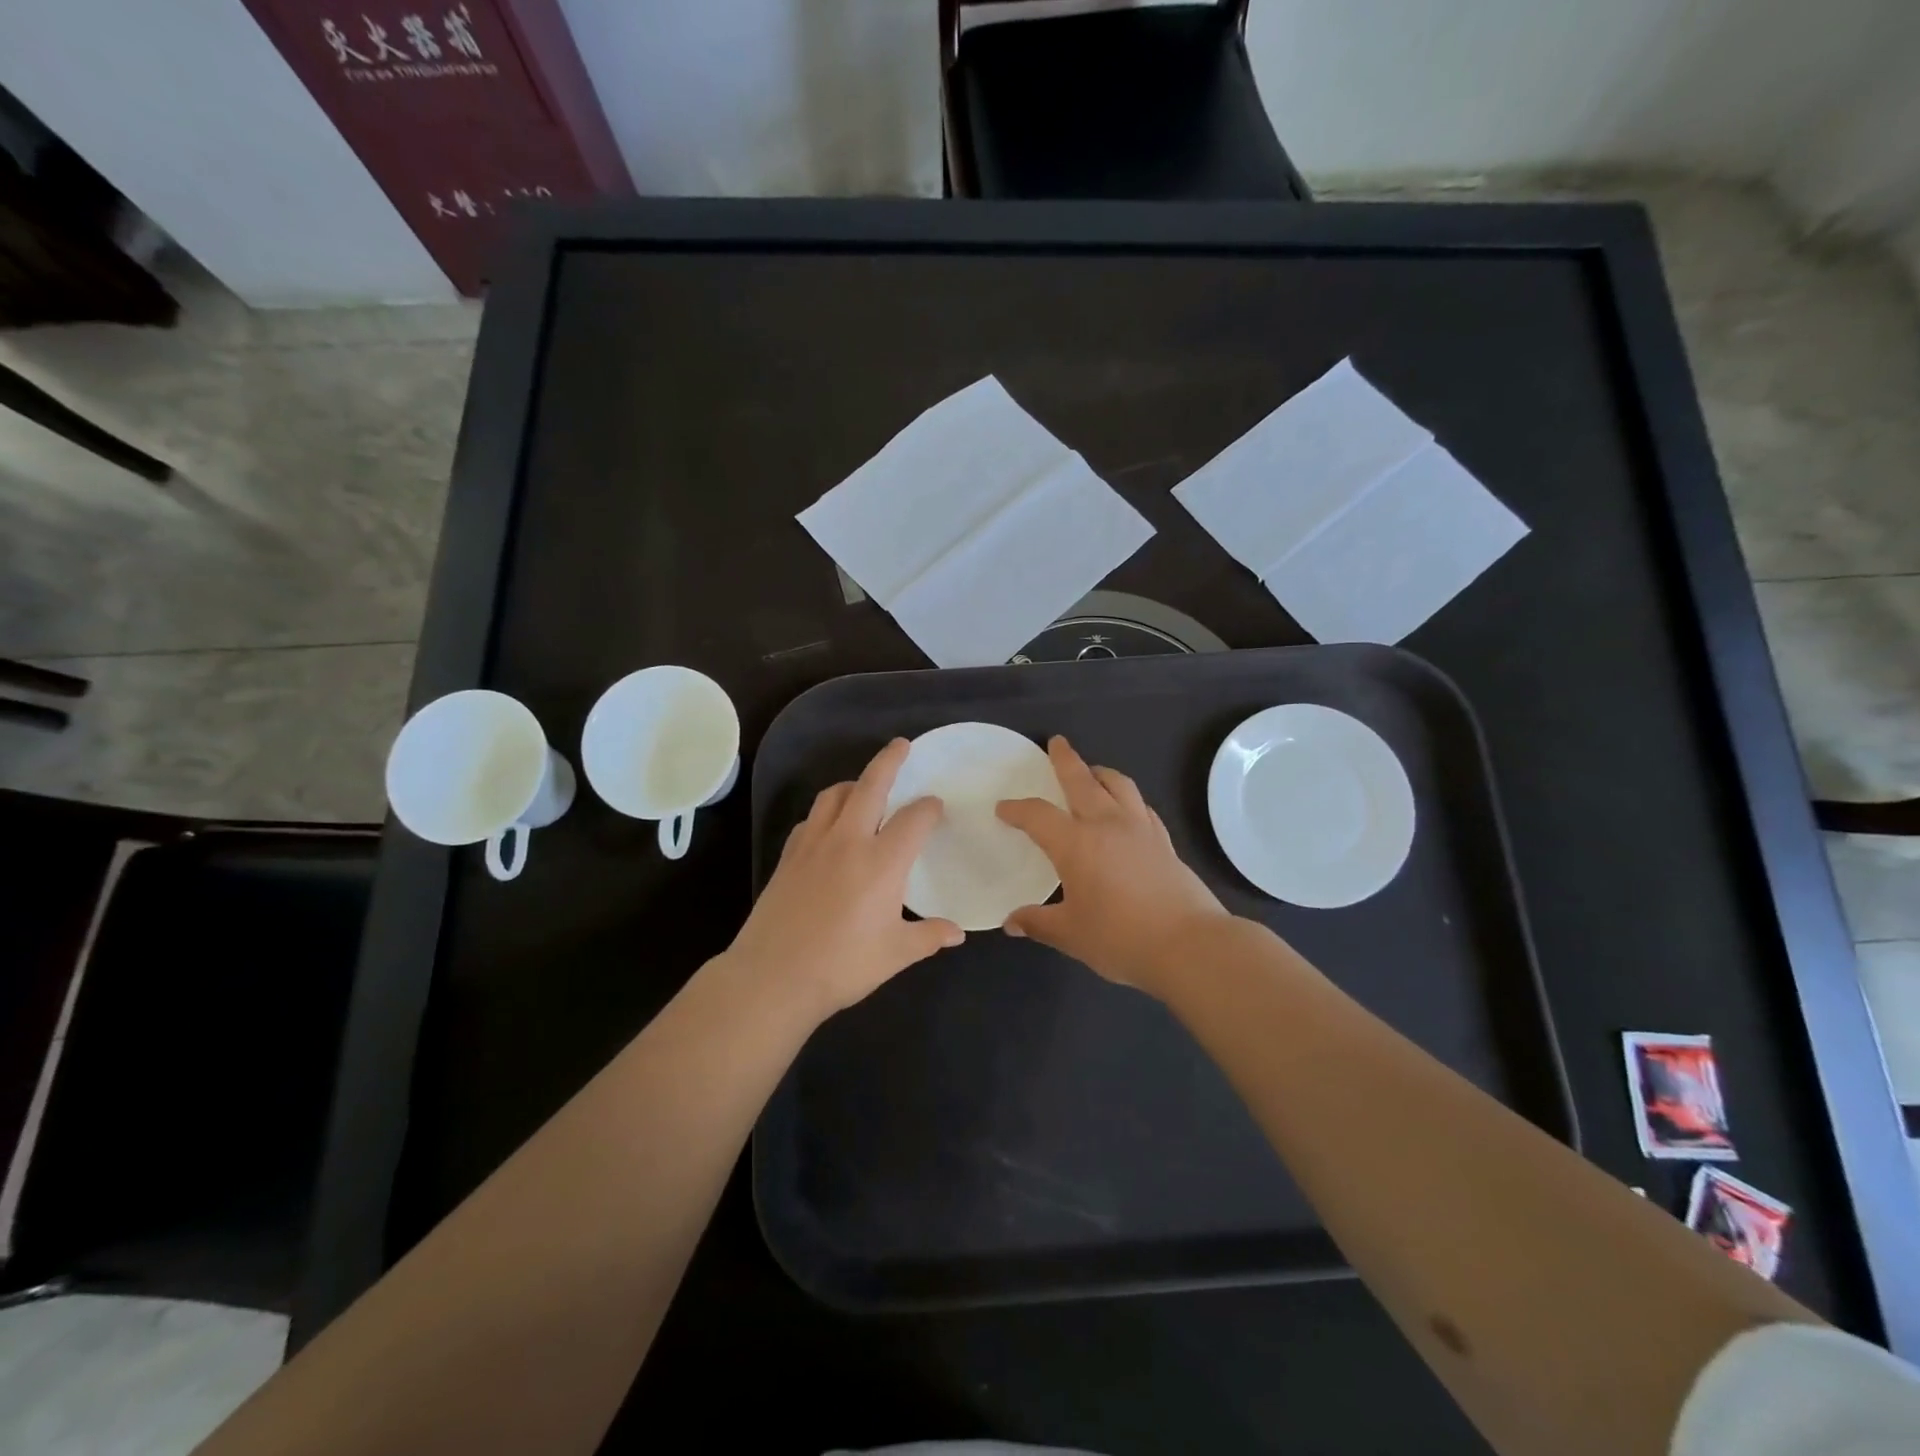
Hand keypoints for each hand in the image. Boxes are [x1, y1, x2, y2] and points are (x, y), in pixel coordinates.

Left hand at [728, 738, 962, 1018]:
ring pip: (834, 795)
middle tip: (901, 745)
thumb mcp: (895, 954)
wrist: (773, 976)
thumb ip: (928, 936)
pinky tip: (830, 827)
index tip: (936, 806)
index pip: (914, 818)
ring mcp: (813, 844)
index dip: (929, 808)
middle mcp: (848, 840)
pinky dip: (826, 811)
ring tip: (864, 786)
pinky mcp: (788, 856)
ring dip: (854, 783)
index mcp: (882, 861)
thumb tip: (957, 933)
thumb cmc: (842, 965)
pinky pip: (811, 819)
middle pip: (871, 785)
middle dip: (889, 761)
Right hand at [996, 736, 1230, 998]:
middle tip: (1056, 743)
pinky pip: (1141, 806)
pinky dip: (1127, 798)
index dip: (1017, 809)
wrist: (1188, 945)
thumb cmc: (1121, 938)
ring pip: (1119, 785)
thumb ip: (1038, 922)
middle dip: (1066, 760)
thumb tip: (1011, 922)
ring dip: (1101, 773)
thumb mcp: (1071, 935)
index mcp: (1076, 844)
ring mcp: (1140, 829)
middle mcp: (1107, 825)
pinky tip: (1126, 809)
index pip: (1038, 815)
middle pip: (1082, 780)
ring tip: (1092, 771)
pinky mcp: (1164, 842)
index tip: (1004, 808)